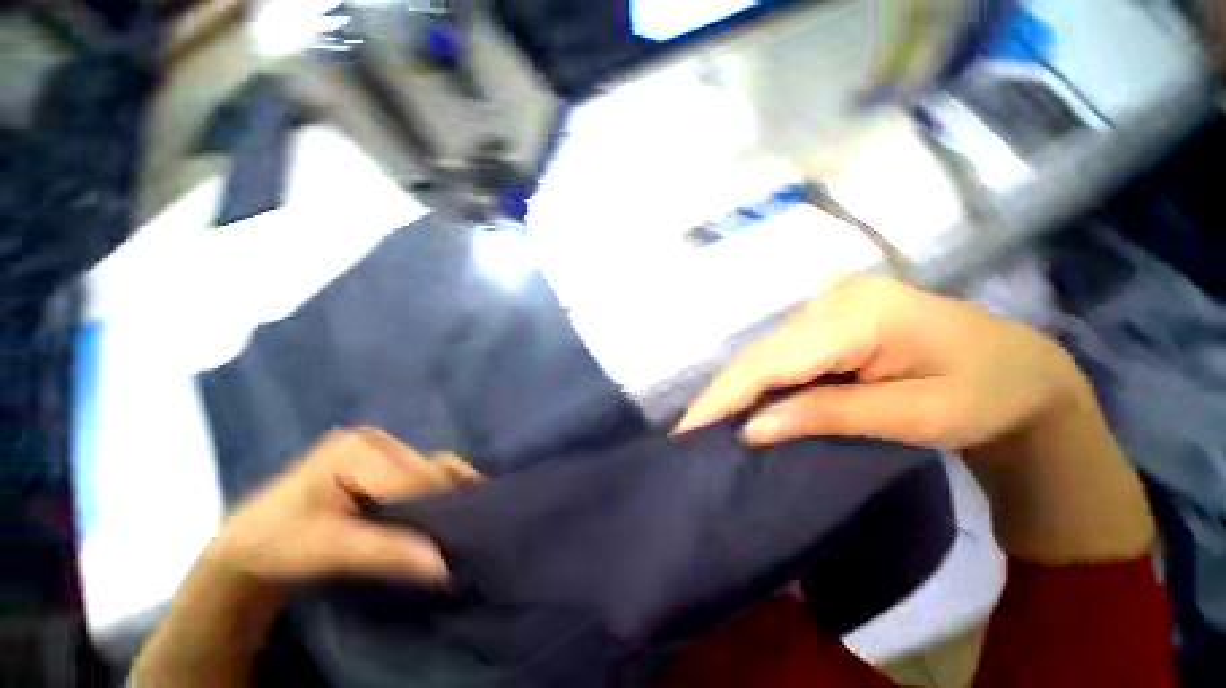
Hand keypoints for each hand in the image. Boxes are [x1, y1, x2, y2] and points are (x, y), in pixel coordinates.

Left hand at [208, 427, 480, 583]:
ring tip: (463, 524)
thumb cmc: (279, 545)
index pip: (417, 478)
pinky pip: (423, 471)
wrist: (247, 547)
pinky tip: (452, 507)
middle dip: (445, 503)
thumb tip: (445, 566)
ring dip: (446, 496)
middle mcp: (376, 439)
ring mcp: (379, 446)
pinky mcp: (381, 459)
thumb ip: (388, 552)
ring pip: (431, 470)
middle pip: (427, 472)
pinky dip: (439, 489)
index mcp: (359, 449)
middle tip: (463, 538)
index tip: (458, 544)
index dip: (439, 510)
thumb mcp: (330, 551)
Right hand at [676, 277, 1087, 451]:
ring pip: (765, 351)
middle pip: (762, 352)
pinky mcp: (830, 316)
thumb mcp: (918, 416)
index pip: (773, 359)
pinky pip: (781, 351)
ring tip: (708, 420)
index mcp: (863, 314)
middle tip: (690, 430)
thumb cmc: (988, 396)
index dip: (727, 394)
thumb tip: (753, 428)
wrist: (1022, 369)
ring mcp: (831, 302)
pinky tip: (743, 400)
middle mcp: (835, 298)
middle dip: (723, 393)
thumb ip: (830, 415)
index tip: (687, 427)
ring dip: (737, 387)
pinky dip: (758, 379)